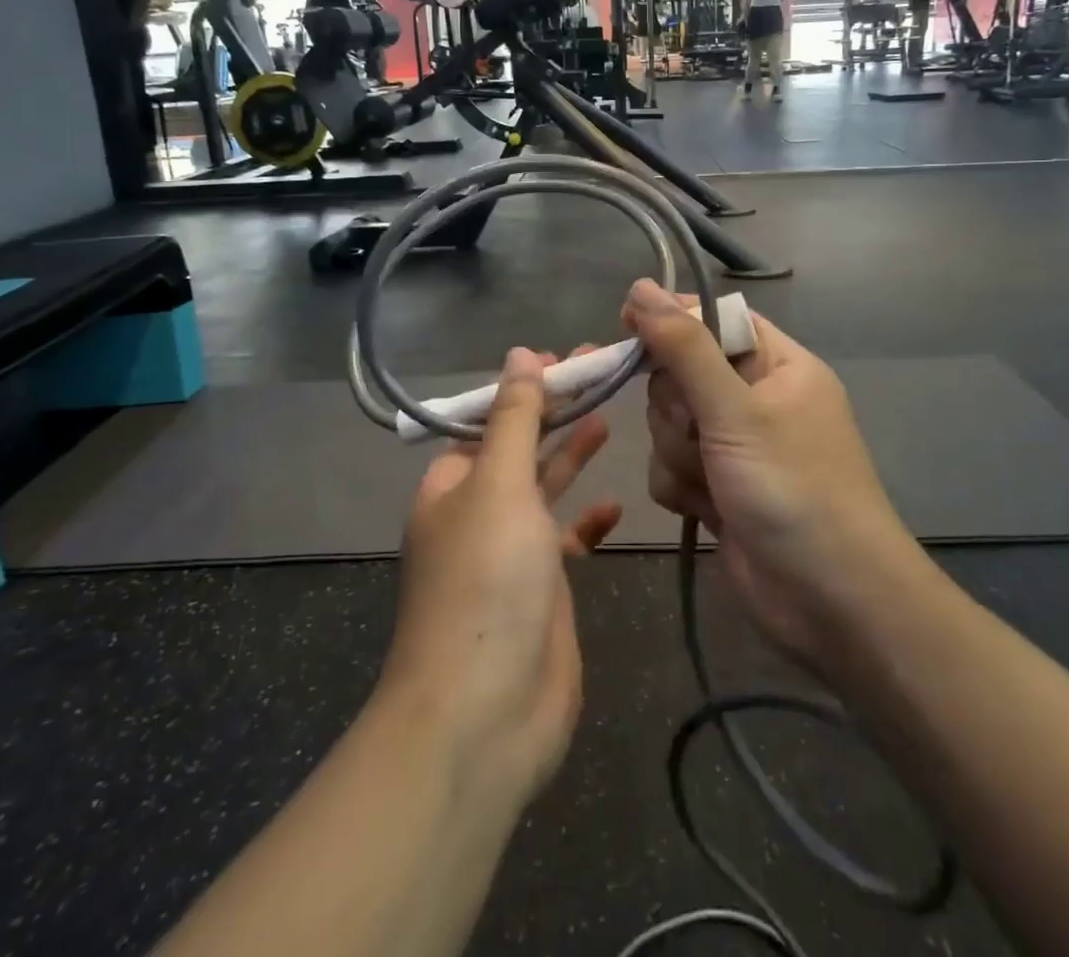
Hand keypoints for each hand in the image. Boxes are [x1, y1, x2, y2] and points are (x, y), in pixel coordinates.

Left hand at [381, 348, 620, 804]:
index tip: (567, 359)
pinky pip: (566, 540)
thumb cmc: (487, 581)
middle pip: (521, 446)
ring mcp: (511, 551)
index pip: (491, 417)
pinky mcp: (542, 589)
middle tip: (600, 373)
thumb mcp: (499, 484)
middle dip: (555, 411)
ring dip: (572, 454)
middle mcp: (478, 511)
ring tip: (609, 416)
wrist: (484, 714)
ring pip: (544, 488)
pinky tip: (615, 506)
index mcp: (453, 483)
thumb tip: (519, 355)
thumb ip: (515, 419)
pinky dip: (587, 521)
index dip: (527, 386)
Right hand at [623, 280, 928, 667]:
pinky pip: (670, 465)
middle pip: (680, 374)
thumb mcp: (736, 409)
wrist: (829, 603)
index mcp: (777, 365)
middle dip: (678, 409)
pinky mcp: (717, 487)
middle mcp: (755, 399)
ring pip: (668, 424)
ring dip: (679, 453)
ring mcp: (734, 446)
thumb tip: (639, 287)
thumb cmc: (793, 489)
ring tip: (712, 482)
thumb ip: (683, 347)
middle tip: (701, 432)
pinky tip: (706, 510)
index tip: (627, 328)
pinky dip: (680, 486)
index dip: (671, 321)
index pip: (713, 320)